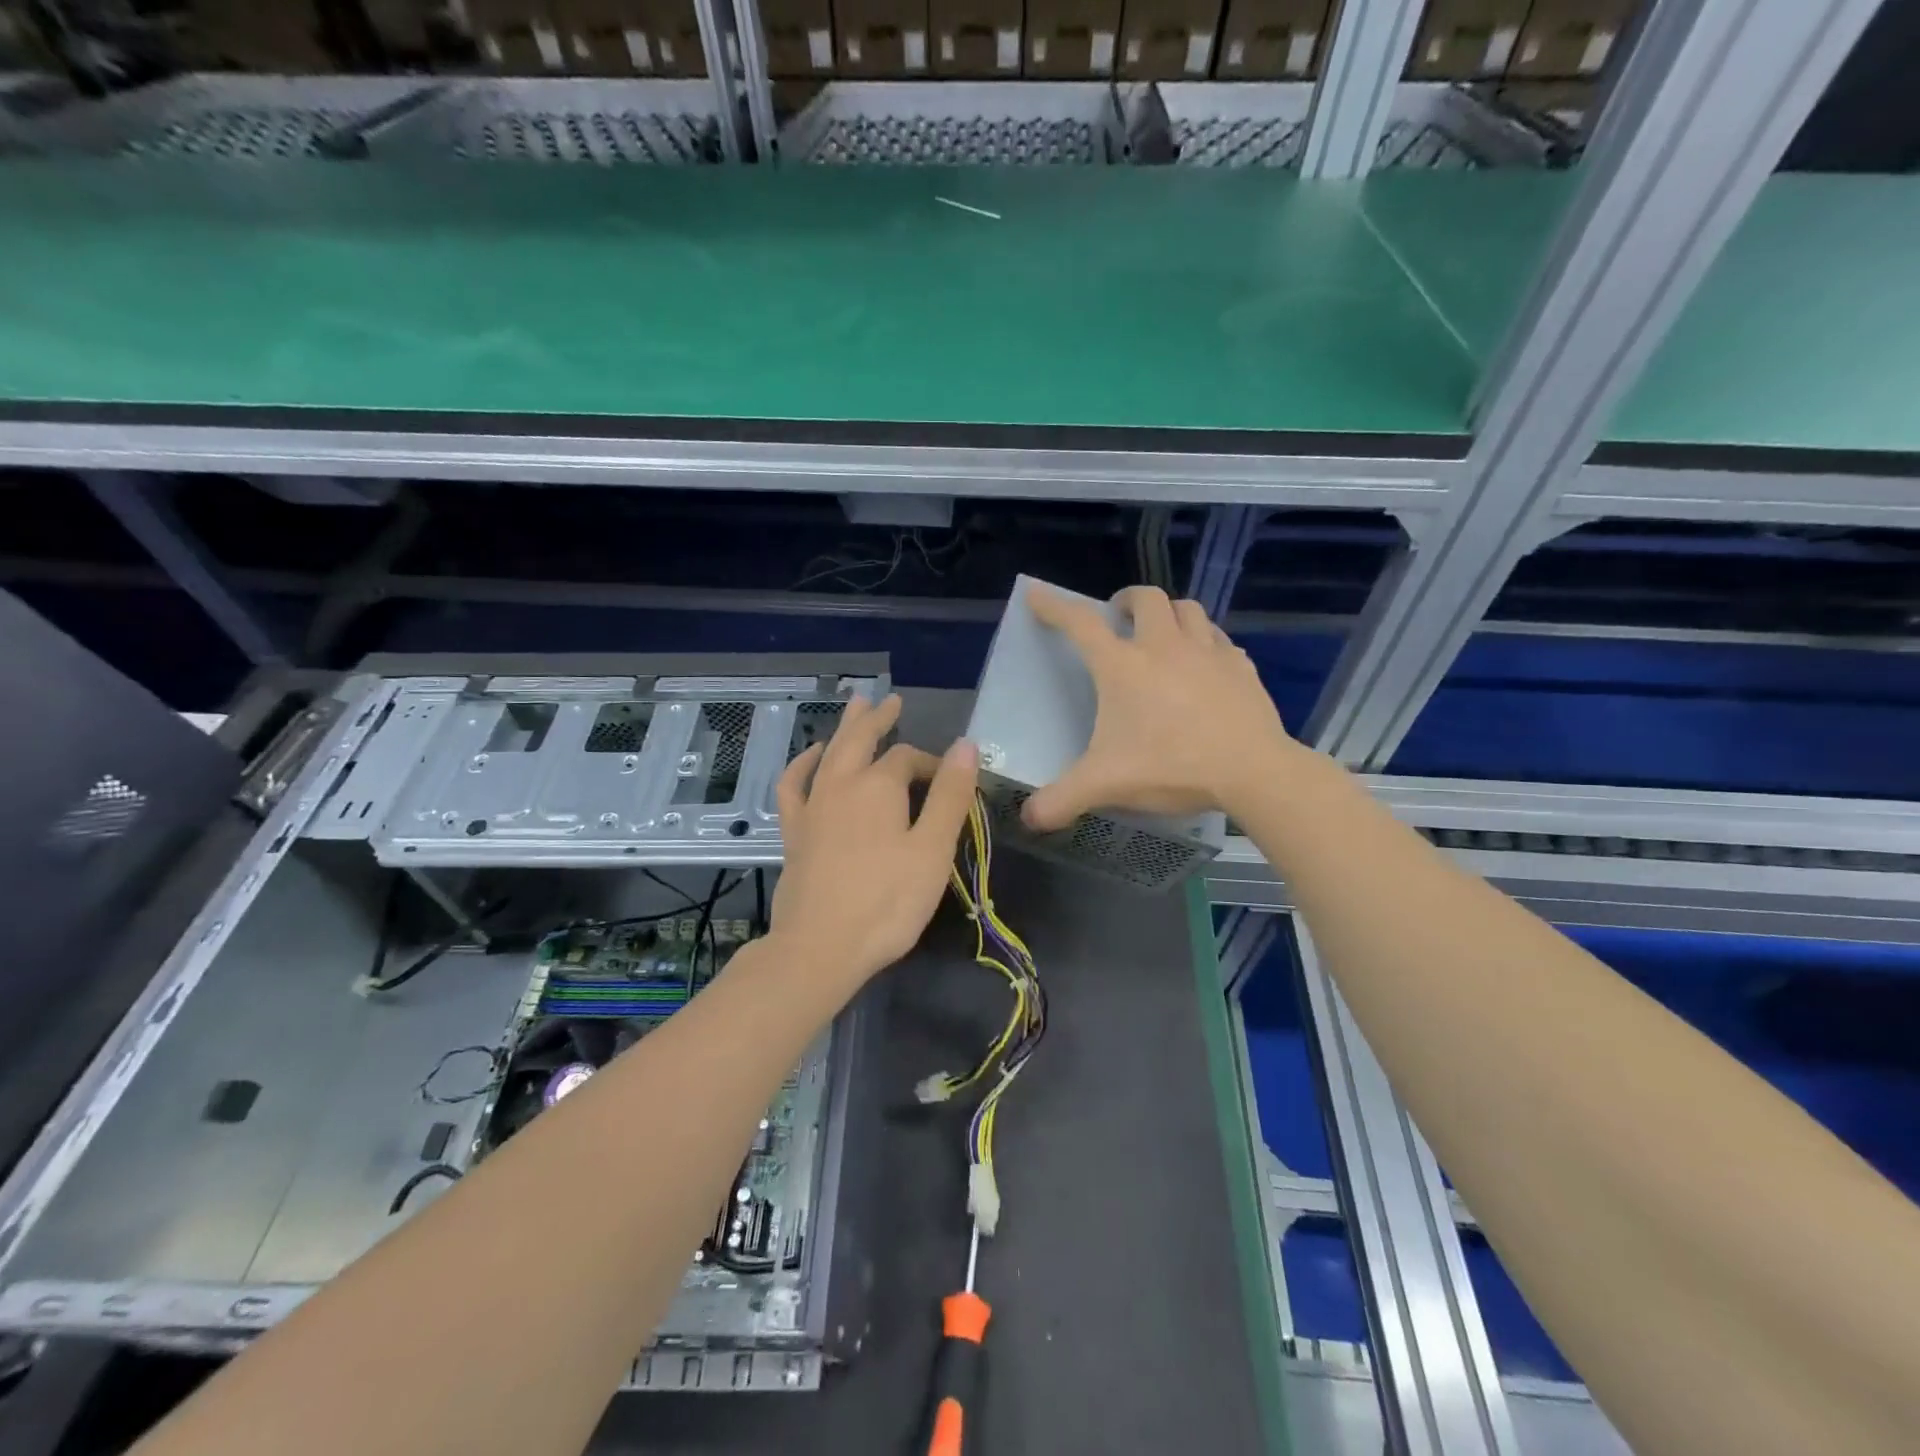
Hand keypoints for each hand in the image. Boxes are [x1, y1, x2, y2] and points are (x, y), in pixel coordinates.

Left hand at [771, 694, 978, 987]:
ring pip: (829, 754)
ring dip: (844, 728)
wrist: (820, 948)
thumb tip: (966, 745)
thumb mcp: (932, 850)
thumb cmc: (887, 902)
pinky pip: (794, 785)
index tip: (952, 783)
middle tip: (891, 700)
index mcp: (879, 786)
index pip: (909, 758)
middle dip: (879, 720)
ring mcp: (812, 807)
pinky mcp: (795, 832)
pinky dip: (802, 765)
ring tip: (855, 706)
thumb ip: (949, 795)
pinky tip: (811, 758)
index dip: (933, 764)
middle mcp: (841, 785)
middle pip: (861, 740)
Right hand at [1023, 585, 1297, 831]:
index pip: (1080, 624)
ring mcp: (1207, 653)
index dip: (1055, 607)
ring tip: (1163, 633)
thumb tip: (1029, 818)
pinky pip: (1220, 640)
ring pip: (1188, 609)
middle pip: (1146, 599)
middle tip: (1118, 618)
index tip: (1037, 594)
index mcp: (1123, 667)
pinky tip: (1205, 664)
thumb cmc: (1171, 767)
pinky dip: (1206, 643)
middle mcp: (1164, 647)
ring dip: (1170, 613)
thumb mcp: (1106, 785)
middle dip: (1127, 601)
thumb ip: (1062, 800)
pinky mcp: (1241, 667)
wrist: (1251, 771)